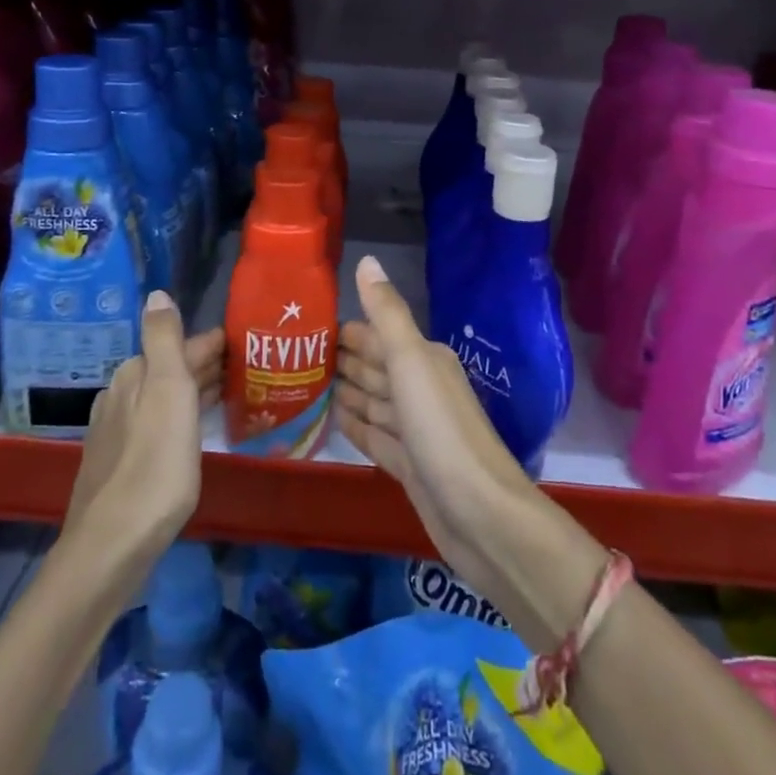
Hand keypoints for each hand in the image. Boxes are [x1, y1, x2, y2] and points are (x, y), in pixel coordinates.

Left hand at [65, 291, 223, 573]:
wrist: (113, 545)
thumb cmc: (154, 463)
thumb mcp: (167, 390)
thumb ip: (164, 339)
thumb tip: (157, 292)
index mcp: (134, 375)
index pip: (181, 345)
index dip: (214, 343)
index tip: (248, 342)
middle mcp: (121, 396)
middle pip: (171, 370)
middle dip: (205, 365)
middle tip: (248, 367)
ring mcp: (118, 432)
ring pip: (165, 398)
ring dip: (195, 391)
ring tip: (231, 394)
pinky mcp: (120, 464)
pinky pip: (159, 424)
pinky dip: (182, 417)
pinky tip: (195, 431)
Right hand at [334, 255, 537, 591]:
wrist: (481, 515)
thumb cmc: (442, 429)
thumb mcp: (413, 362)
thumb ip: (387, 314)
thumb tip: (366, 260)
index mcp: (424, 359)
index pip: (378, 335)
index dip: (346, 329)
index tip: (306, 323)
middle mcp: (420, 388)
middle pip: (374, 366)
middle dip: (340, 357)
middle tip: (294, 353)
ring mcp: (414, 429)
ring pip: (373, 400)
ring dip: (344, 389)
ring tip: (304, 382)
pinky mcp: (408, 465)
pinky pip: (374, 435)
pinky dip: (354, 424)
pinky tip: (331, 419)